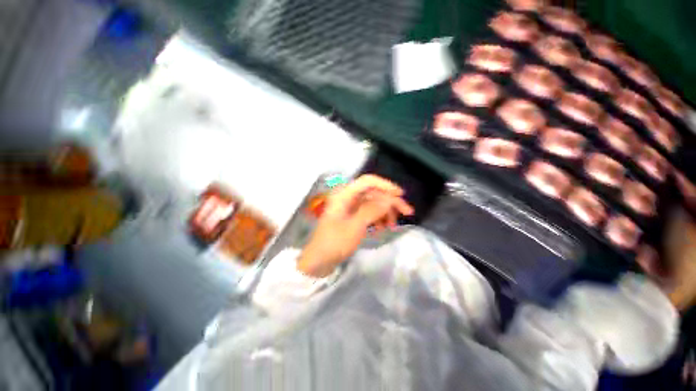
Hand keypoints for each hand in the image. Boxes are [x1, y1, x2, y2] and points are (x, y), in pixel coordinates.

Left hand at [297, 175, 413, 276]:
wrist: (318, 261)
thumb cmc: (334, 242)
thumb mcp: (355, 226)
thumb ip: (372, 210)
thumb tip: (389, 199)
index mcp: (344, 194)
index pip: (368, 181)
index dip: (385, 185)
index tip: (400, 194)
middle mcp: (347, 197)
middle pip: (373, 193)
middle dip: (390, 202)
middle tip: (407, 212)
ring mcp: (350, 208)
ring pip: (373, 204)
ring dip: (385, 212)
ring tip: (392, 226)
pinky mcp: (352, 217)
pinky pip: (368, 213)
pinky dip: (377, 219)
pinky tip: (382, 229)